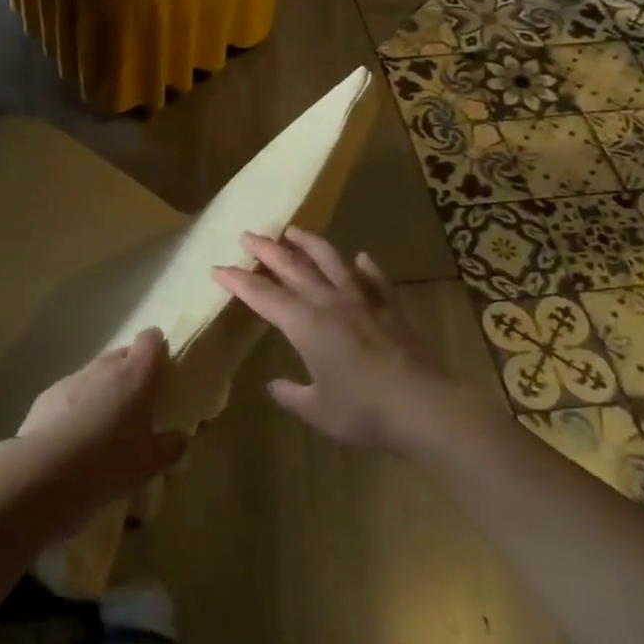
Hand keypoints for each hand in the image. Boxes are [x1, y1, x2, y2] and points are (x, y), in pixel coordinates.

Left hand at [13, 329, 187, 532]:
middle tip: (138, 401)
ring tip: (106, 422)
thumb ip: (170, 447)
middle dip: (132, 370)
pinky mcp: (49, 394)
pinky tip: (76, 434)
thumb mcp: (149, 464)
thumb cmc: (108, 462)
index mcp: (135, 375)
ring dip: (104, 388)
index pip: (151, 340)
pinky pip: (72, 391)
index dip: (158, 347)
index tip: (163, 366)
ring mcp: (74, 378)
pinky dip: (79, 404)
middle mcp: (105, 367)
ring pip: (96, 373)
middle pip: (123, 354)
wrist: (44, 471)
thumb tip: (180, 438)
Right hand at [214, 228, 484, 454]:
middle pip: (293, 268)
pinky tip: (361, 257)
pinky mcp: (391, 309)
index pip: (263, 296)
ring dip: (310, 244)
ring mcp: (363, 302)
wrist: (426, 407)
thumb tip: (275, 385)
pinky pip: (375, 280)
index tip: (218, 268)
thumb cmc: (364, 412)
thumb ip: (292, 395)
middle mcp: (330, 303)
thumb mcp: (318, 410)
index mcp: (305, 325)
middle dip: (267, 251)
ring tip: (294, 231)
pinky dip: (366, 267)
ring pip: (332, 262)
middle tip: (248, 235)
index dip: (238, 281)